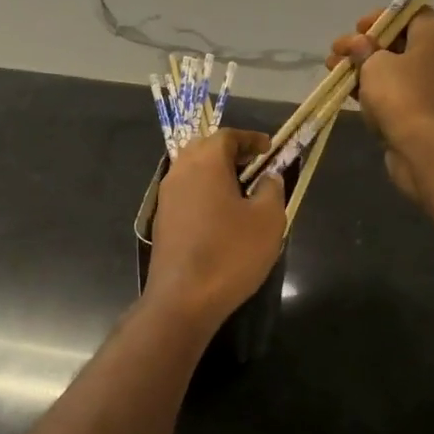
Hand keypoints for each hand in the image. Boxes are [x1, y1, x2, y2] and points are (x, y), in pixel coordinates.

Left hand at [144, 129, 286, 330]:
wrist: (183, 298)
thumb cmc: (230, 253)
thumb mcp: (267, 219)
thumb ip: (271, 189)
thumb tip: (267, 177)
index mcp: (205, 162)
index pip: (227, 135)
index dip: (250, 139)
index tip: (270, 149)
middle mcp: (180, 171)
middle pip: (204, 148)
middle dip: (230, 152)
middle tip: (254, 166)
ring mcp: (166, 197)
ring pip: (192, 171)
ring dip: (216, 173)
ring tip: (241, 190)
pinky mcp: (162, 221)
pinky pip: (185, 193)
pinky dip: (204, 192)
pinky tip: (221, 214)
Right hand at [328, 8, 433, 204]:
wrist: (428, 149)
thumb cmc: (403, 95)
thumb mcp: (374, 64)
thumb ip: (364, 50)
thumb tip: (361, 45)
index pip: (410, 13)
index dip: (380, 18)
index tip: (356, 30)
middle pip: (400, 43)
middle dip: (365, 47)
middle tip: (337, 54)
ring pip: (397, 71)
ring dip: (366, 71)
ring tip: (335, 74)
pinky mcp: (429, 113)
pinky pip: (400, 94)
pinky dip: (377, 92)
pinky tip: (351, 95)